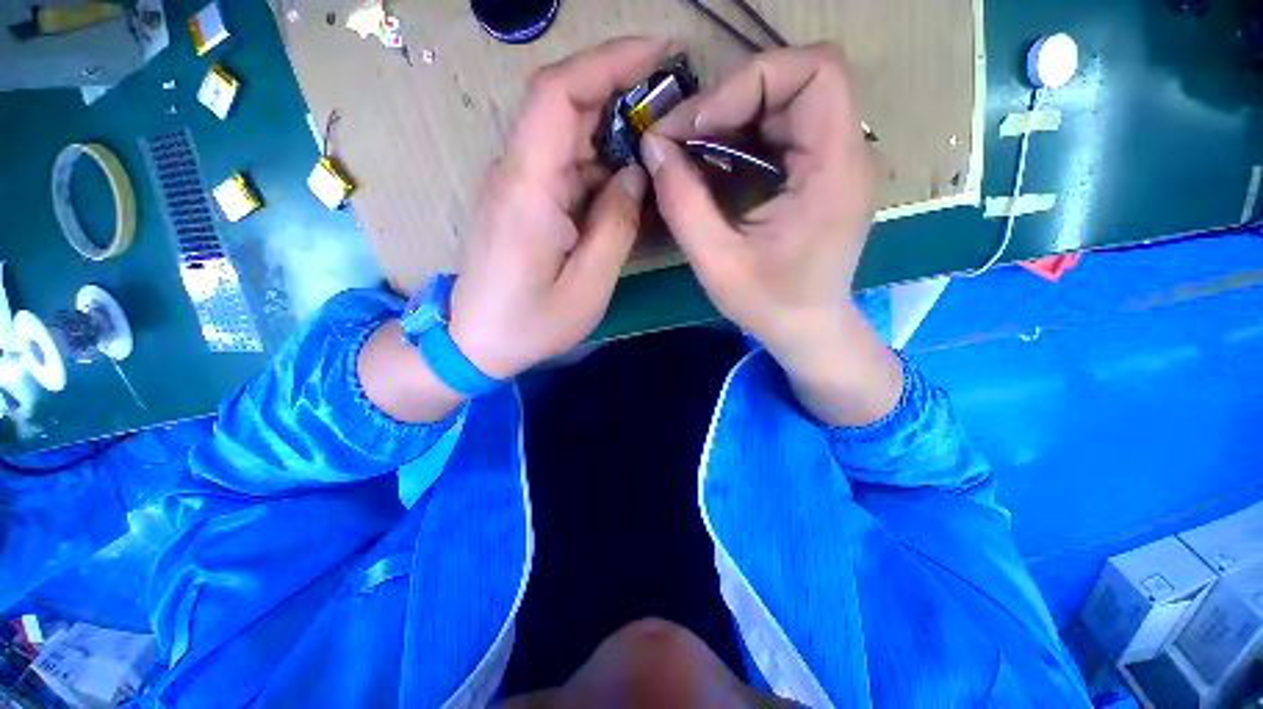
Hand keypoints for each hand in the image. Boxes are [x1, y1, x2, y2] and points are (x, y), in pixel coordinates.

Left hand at [447, 37, 675, 379]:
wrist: (475, 341)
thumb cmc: (529, 324)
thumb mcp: (586, 287)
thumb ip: (615, 228)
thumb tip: (635, 176)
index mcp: (528, 189)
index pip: (558, 94)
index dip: (607, 61)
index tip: (658, 53)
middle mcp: (515, 172)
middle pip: (563, 104)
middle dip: (620, 90)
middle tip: (671, 103)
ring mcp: (515, 184)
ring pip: (566, 135)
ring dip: (612, 130)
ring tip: (657, 145)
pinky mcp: (521, 199)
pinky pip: (563, 165)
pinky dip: (598, 163)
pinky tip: (625, 181)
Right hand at [642, 44, 900, 425]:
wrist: (808, 328)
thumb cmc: (769, 304)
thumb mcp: (717, 263)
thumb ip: (683, 204)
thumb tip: (653, 146)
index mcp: (835, 171)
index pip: (814, 72)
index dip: (749, 82)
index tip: (698, 125)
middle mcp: (846, 153)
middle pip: (796, 80)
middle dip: (731, 99)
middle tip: (683, 137)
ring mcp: (835, 160)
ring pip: (785, 100)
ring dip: (732, 117)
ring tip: (690, 149)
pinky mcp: (819, 172)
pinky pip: (780, 130)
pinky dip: (741, 136)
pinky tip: (713, 164)